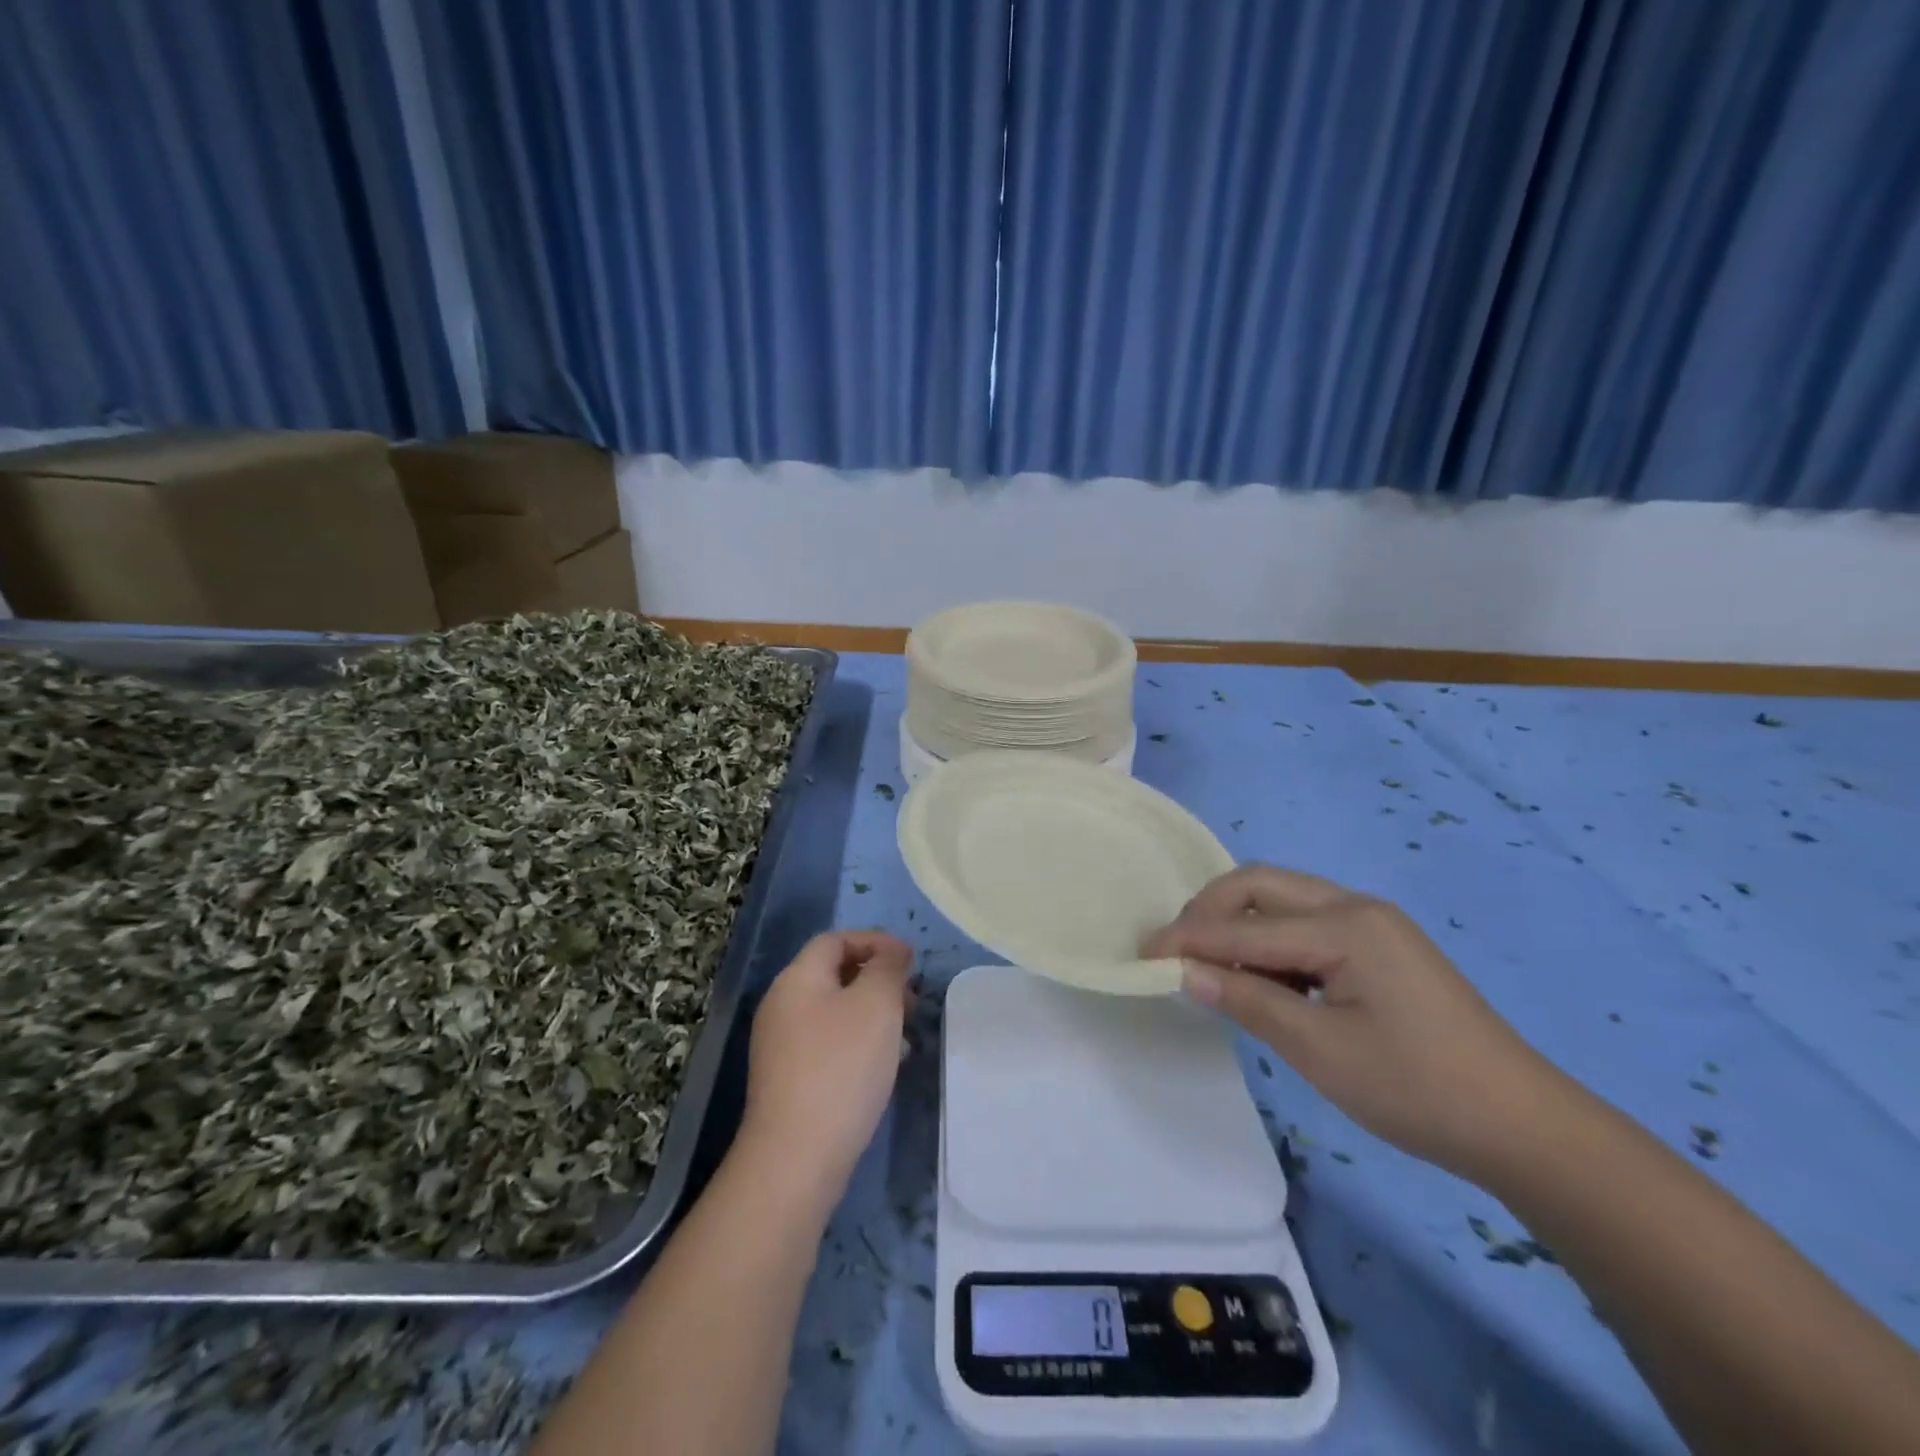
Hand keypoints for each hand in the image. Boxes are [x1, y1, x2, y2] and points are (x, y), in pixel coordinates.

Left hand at [738, 931, 913, 1214]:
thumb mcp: (876, 1004)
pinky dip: (860, 1043)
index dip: (875, 941)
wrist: (797, 1157)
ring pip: (835, 1012)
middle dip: (878, 979)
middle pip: (834, 974)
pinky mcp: (789, 1081)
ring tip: (906, 1035)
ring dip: (873, 1014)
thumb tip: (893, 951)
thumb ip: (888, 968)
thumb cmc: (842, 1067)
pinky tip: (886, 1066)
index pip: (836, 940)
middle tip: (912, 999)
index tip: (911, 961)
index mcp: (797, 979)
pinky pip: (830, 1044)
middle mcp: (782, 1005)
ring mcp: (782, 1046)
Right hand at [1147, 865, 1562, 1180]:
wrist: (1523, 1125)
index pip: (1245, 925)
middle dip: (1211, 910)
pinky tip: (1263, 978)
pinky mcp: (1380, 946)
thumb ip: (1246, 999)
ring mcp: (1372, 923)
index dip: (1189, 939)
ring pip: (1284, 901)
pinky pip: (1308, 925)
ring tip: (1212, 966)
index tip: (1142, 953)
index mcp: (1346, 925)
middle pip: (1262, 886)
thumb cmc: (1416, 1088)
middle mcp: (1356, 907)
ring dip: (1240, 924)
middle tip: (1178, 950)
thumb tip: (1184, 973)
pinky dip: (1272, 942)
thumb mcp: (1319, 1048)